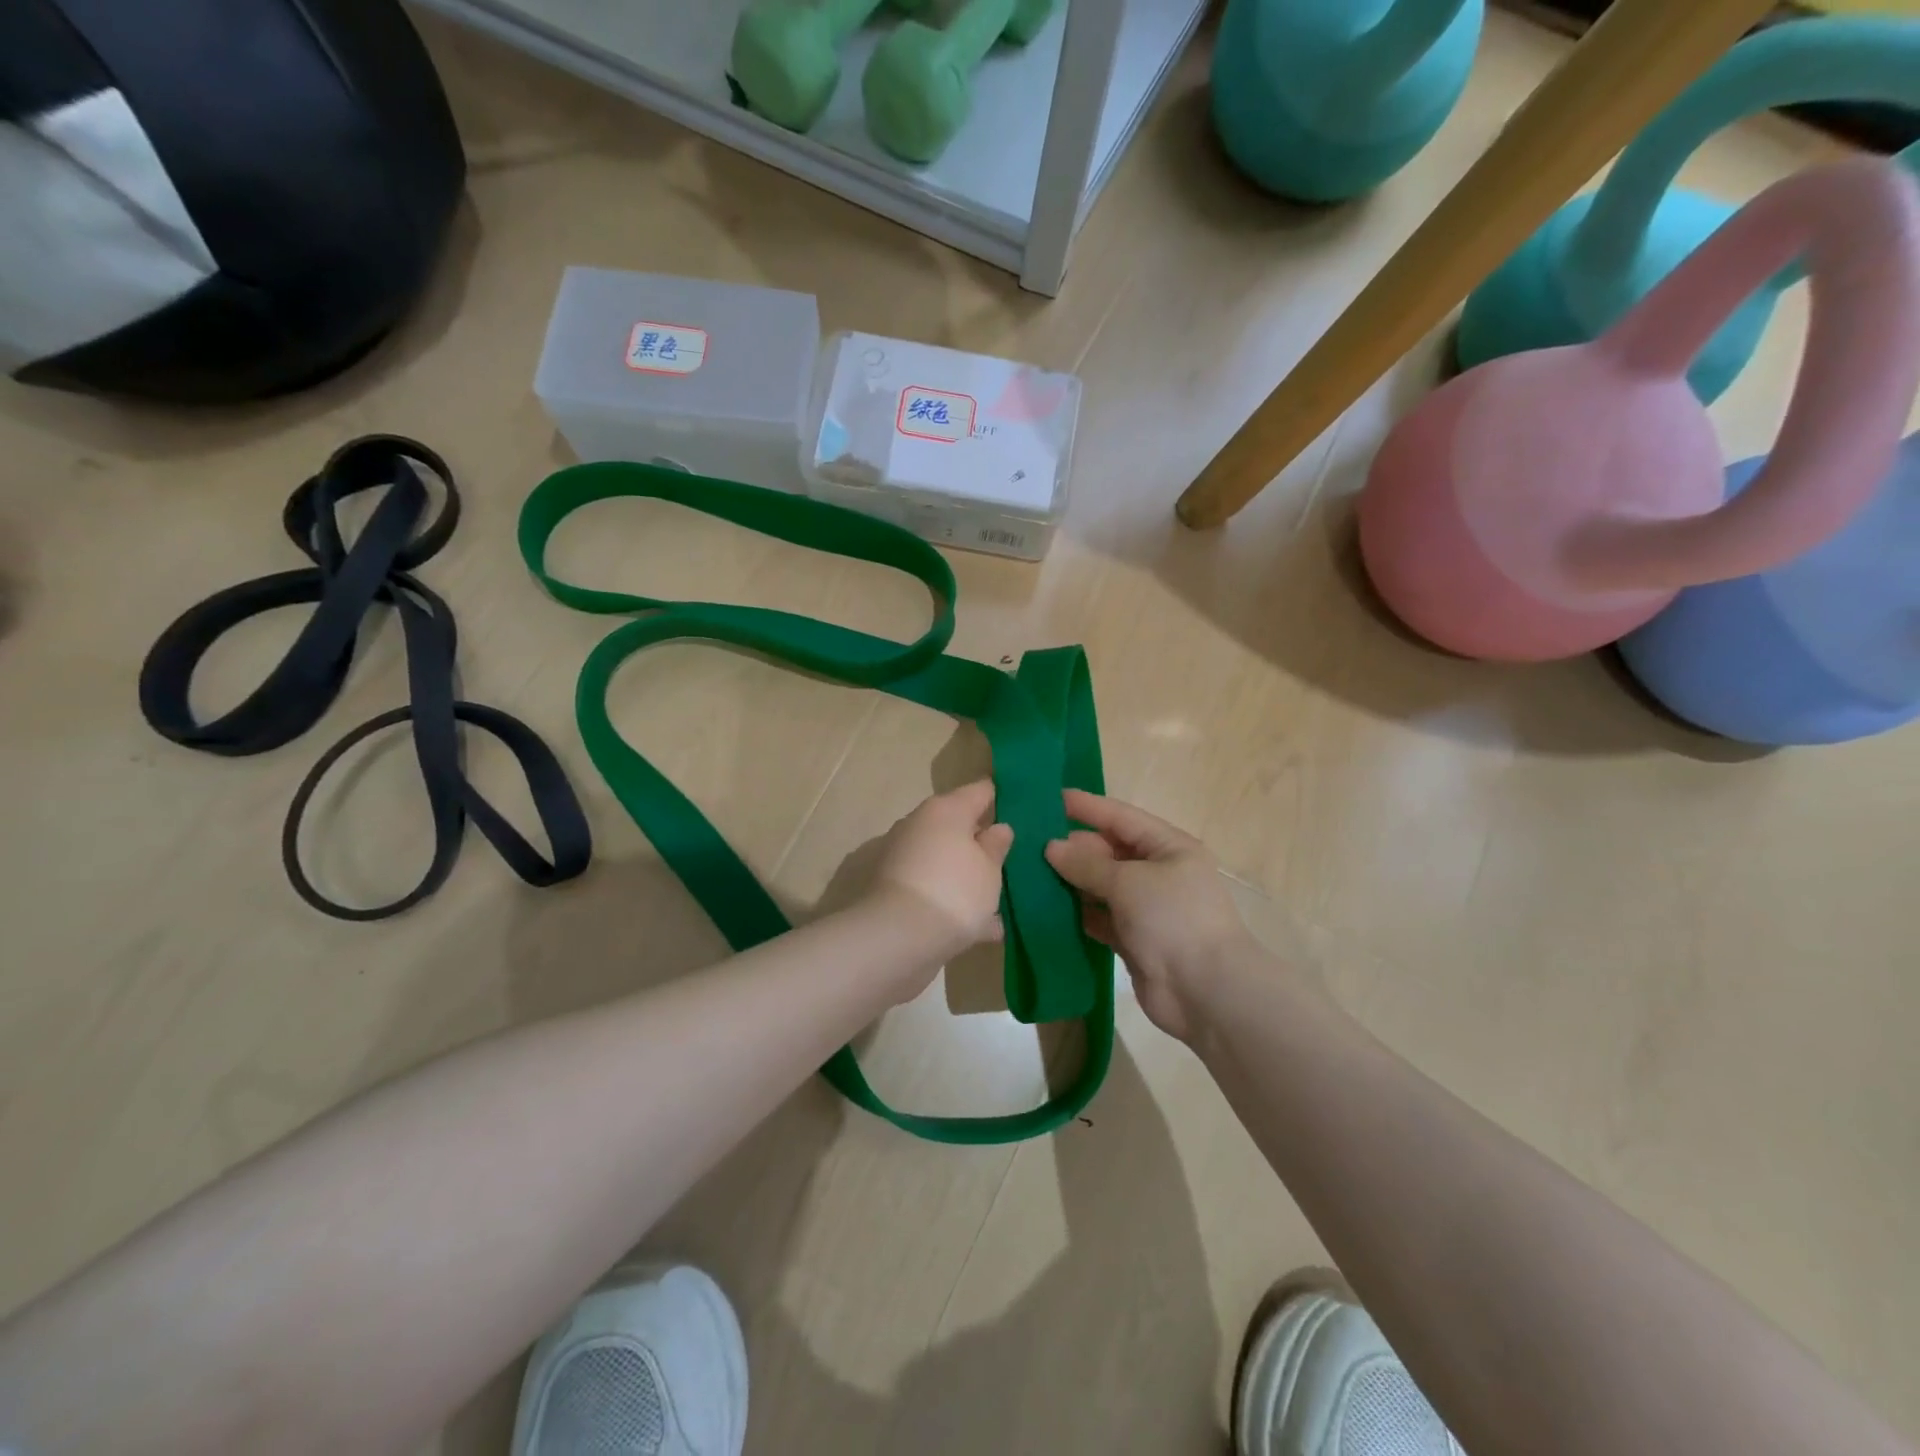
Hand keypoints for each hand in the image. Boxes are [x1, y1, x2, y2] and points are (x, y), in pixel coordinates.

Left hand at [870, 780, 1013, 957]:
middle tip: (1013, 858)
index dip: (1003, 797)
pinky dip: (956, 903)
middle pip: (959, 826)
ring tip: (1002, 899)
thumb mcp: (990, 869)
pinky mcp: (896, 891)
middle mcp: (920, 826)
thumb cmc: (954, 891)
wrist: (897, 938)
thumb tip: (998, 828)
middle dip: (983, 841)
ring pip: (947, 860)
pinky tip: (986, 928)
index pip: (980, 790)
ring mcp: (904, 859)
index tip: (1023, 808)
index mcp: (945, 810)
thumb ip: (996, 846)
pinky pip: (936, 889)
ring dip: (970, 876)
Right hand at [1045, 790, 1253, 1041]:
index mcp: (1169, 847)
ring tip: (1030, 871)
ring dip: (1071, 880)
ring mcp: (1147, 908)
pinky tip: (1047, 908)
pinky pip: (1100, 917)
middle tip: (1030, 841)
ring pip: (1102, 886)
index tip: (1051, 798)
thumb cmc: (1173, 920)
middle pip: (1109, 851)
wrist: (1206, 992)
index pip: (1121, 817)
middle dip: (1073, 847)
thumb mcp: (1129, 882)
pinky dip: (1078, 913)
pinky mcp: (1135, 940)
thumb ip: (1087, 864)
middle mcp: (1159, 872)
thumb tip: (1051, 847)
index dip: (1087, 807)